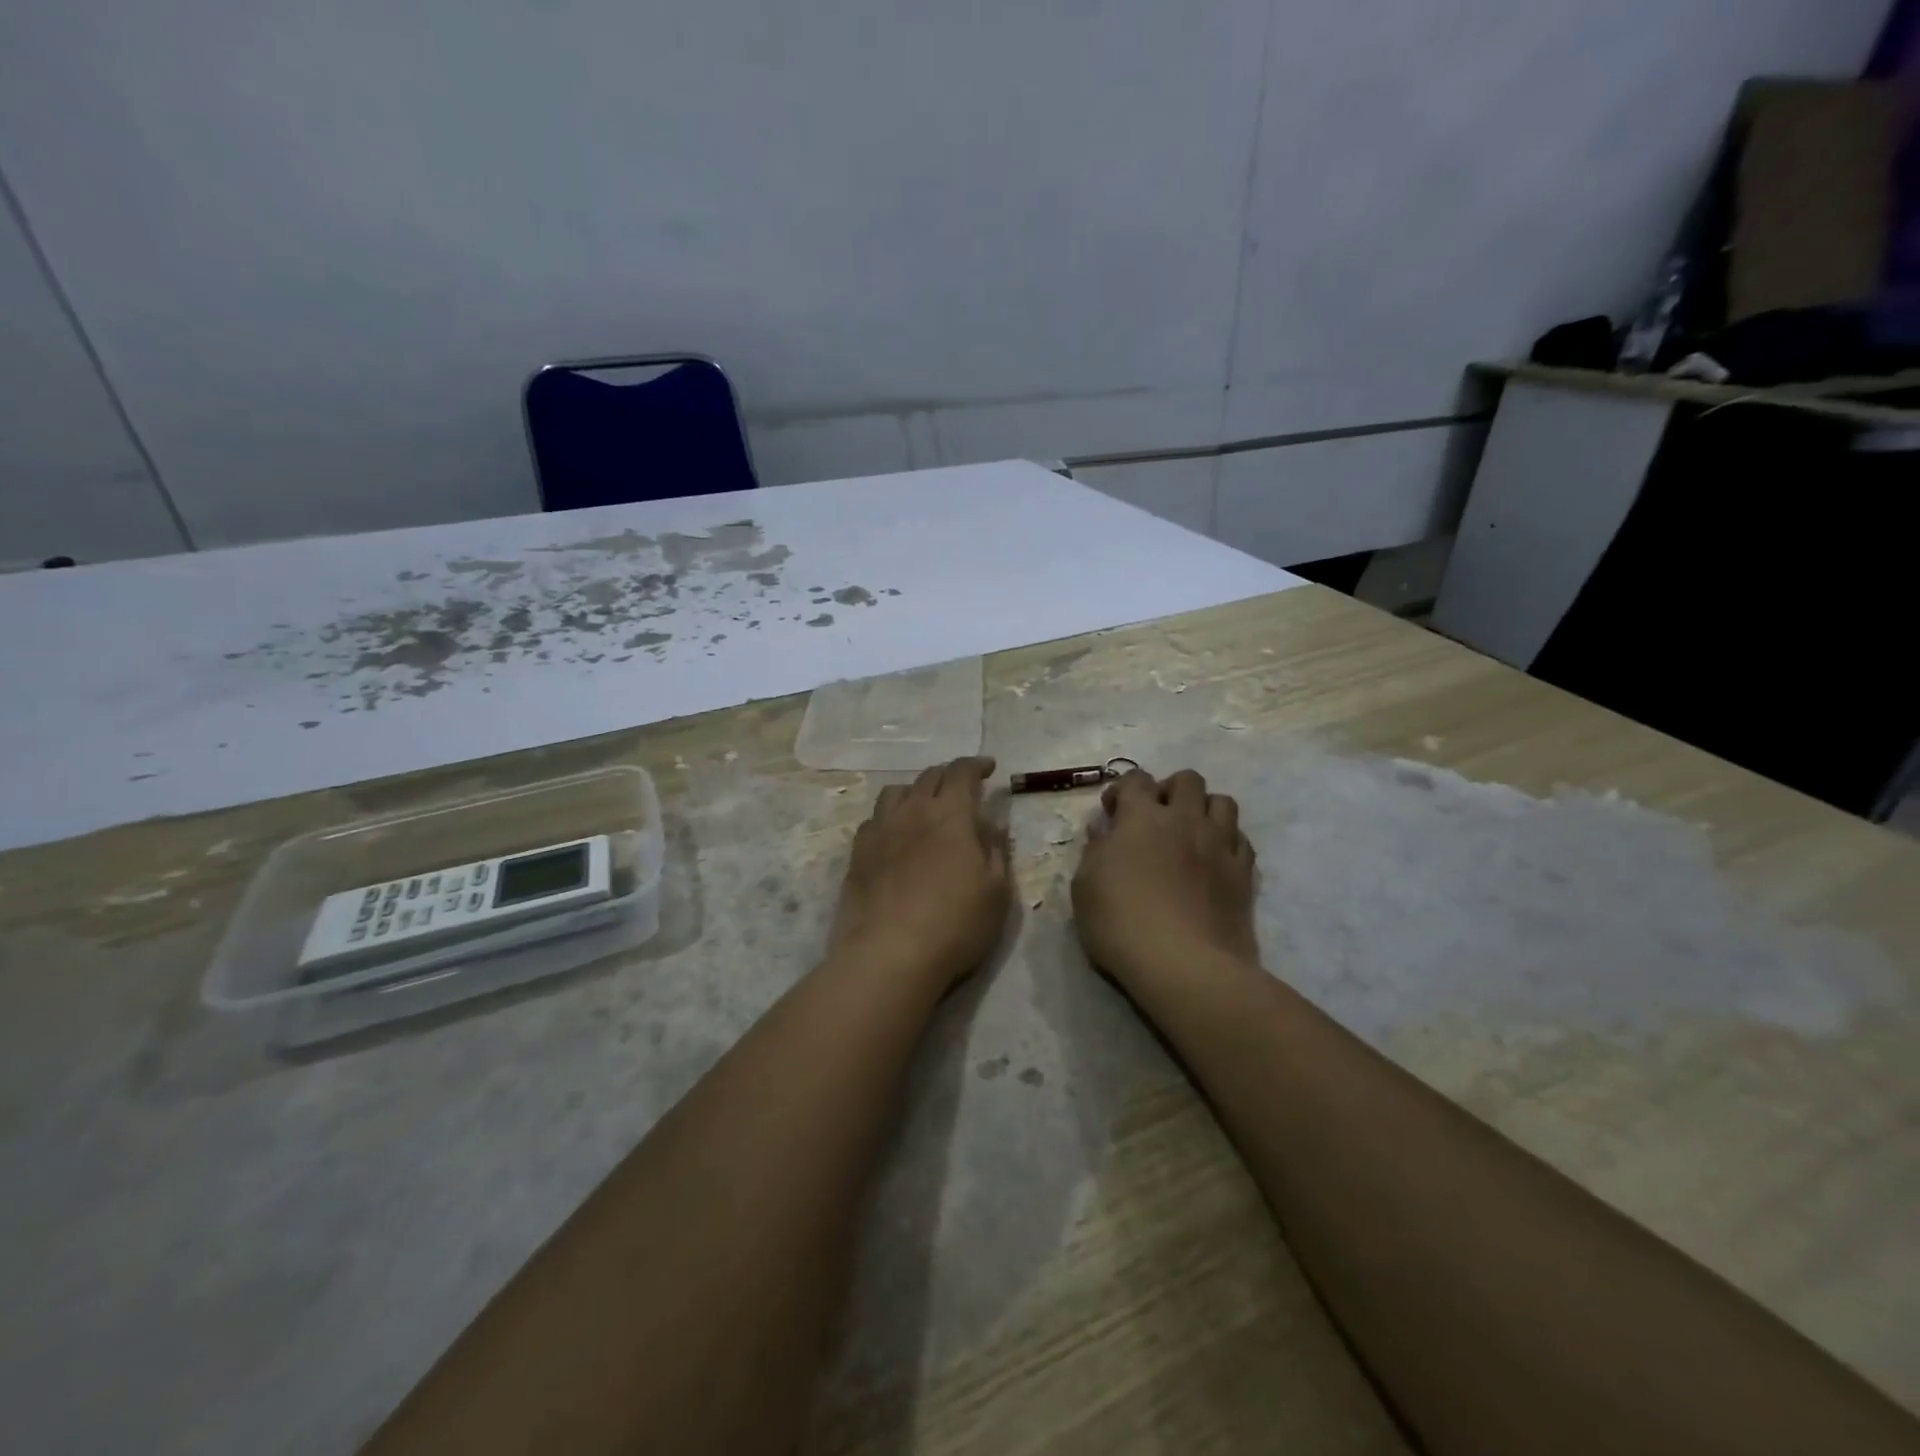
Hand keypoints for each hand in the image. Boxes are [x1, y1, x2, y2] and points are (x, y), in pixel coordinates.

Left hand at [828, 757, 1010, 992]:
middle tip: (962, 787)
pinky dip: (890, 817)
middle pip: (929, 777)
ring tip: (925, 806)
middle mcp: (912, 812)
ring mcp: (880, 831)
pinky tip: (895, 835)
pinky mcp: (857, 854)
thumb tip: (992, 824)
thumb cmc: (954, 925)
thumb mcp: (996, 892)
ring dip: (916, 791)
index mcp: (950, 815)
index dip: (977, 765)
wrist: (888, 956)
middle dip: (949, 775)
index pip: (962, 772)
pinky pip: (874, 820)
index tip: (989, 768)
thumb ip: (996, 851)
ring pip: (896, 792)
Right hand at [1072, 768, 1259, 991]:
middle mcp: (1185, 819)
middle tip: (1155, 819)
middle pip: (1187, 779)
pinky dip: (1226, 841)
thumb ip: (1095, 850)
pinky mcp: (1244, 873)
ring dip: (1204, 810)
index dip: (1122, 791)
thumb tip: (1104, 829)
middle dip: (1169, 790)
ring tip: (1190, 834)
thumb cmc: (1121, 923)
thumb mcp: (1085, 886)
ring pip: (1222, 802)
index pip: (1135, 779)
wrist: (1185, 965)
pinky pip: (1241, 839)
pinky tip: (1213, 861)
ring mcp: (1220, 844)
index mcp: (1142, 817)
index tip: (1112, 814)